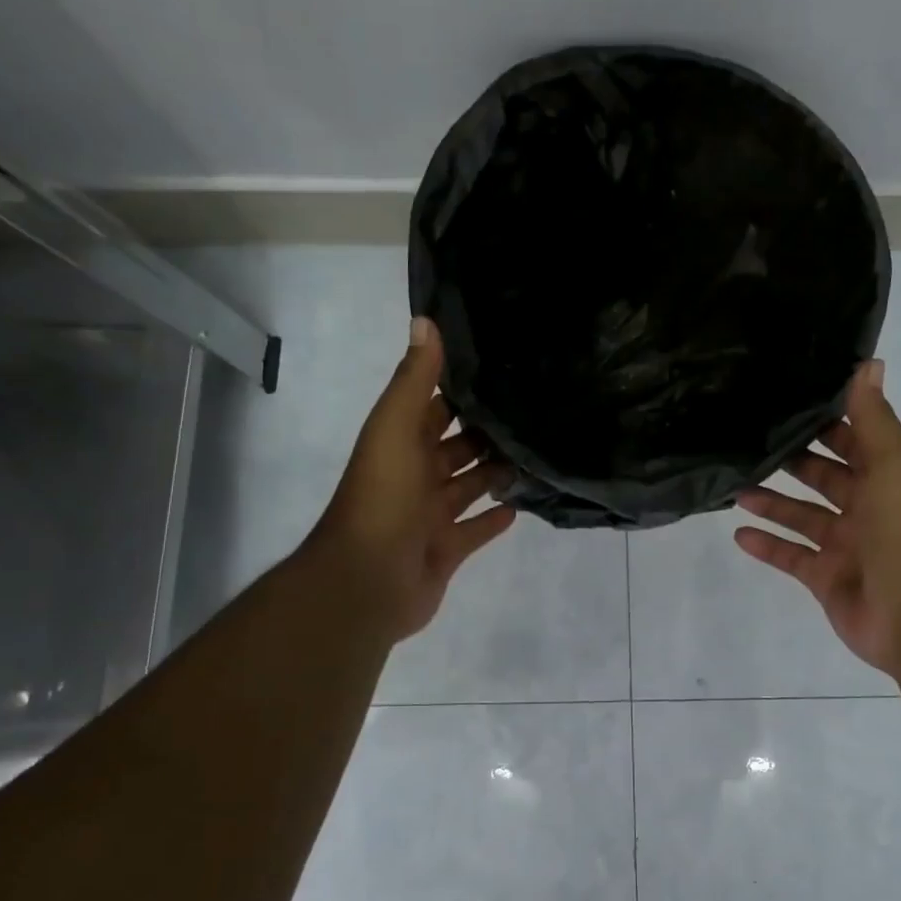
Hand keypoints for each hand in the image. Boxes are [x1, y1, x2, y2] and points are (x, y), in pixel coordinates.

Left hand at [305, 317, 516, 641]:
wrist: (367, 581)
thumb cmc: (383, 498)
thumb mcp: (395, 429)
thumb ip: (414, 380)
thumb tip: (425, 319)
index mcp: (400, 444)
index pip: (432, 408)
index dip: (459, 389)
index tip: (499, 369)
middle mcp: (414, 476)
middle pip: (454, 447)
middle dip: (484, 432)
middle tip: (530, 413)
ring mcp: (429, 516)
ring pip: (467, 487)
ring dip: (494, 473)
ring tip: (533, 454)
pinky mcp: (446, 551)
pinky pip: (474, 531)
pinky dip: (492, 520)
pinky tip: (521, 506)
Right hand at [735, 360, 900, 674]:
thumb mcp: (894, 467)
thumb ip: (874, 420)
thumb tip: (868, 362)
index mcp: (889, 479)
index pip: (854, 441)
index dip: (826, 422)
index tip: (786, 401)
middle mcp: (868, 509)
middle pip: (823, 478)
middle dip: (791, 460)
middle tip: (746, 441)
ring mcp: (846, 547)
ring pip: (801, 516)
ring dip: (771, 502)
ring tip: (733, 486)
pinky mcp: (826, 579)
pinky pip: (791, 557)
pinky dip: (767, 546)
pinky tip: (737, 533)